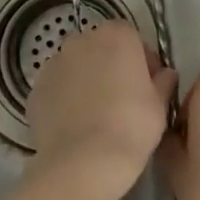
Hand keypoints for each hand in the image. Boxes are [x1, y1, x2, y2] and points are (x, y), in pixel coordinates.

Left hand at [26, 21, 176, 199]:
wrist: (83, 163)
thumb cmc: (131, 127)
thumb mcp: (160, 106)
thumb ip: (163, 82)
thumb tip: (165, 74)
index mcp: (116, 36)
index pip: (132, 37)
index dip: (142, 60)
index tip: (148, 84)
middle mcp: (81, 41)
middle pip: (100, 47)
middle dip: (111, 66)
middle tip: (122, 98)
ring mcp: (53, 63)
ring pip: (75, 66)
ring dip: (86, 79)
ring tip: (95, 114)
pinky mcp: (35, 89)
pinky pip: (57, 87)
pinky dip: (65, 98)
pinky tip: (75, 124)